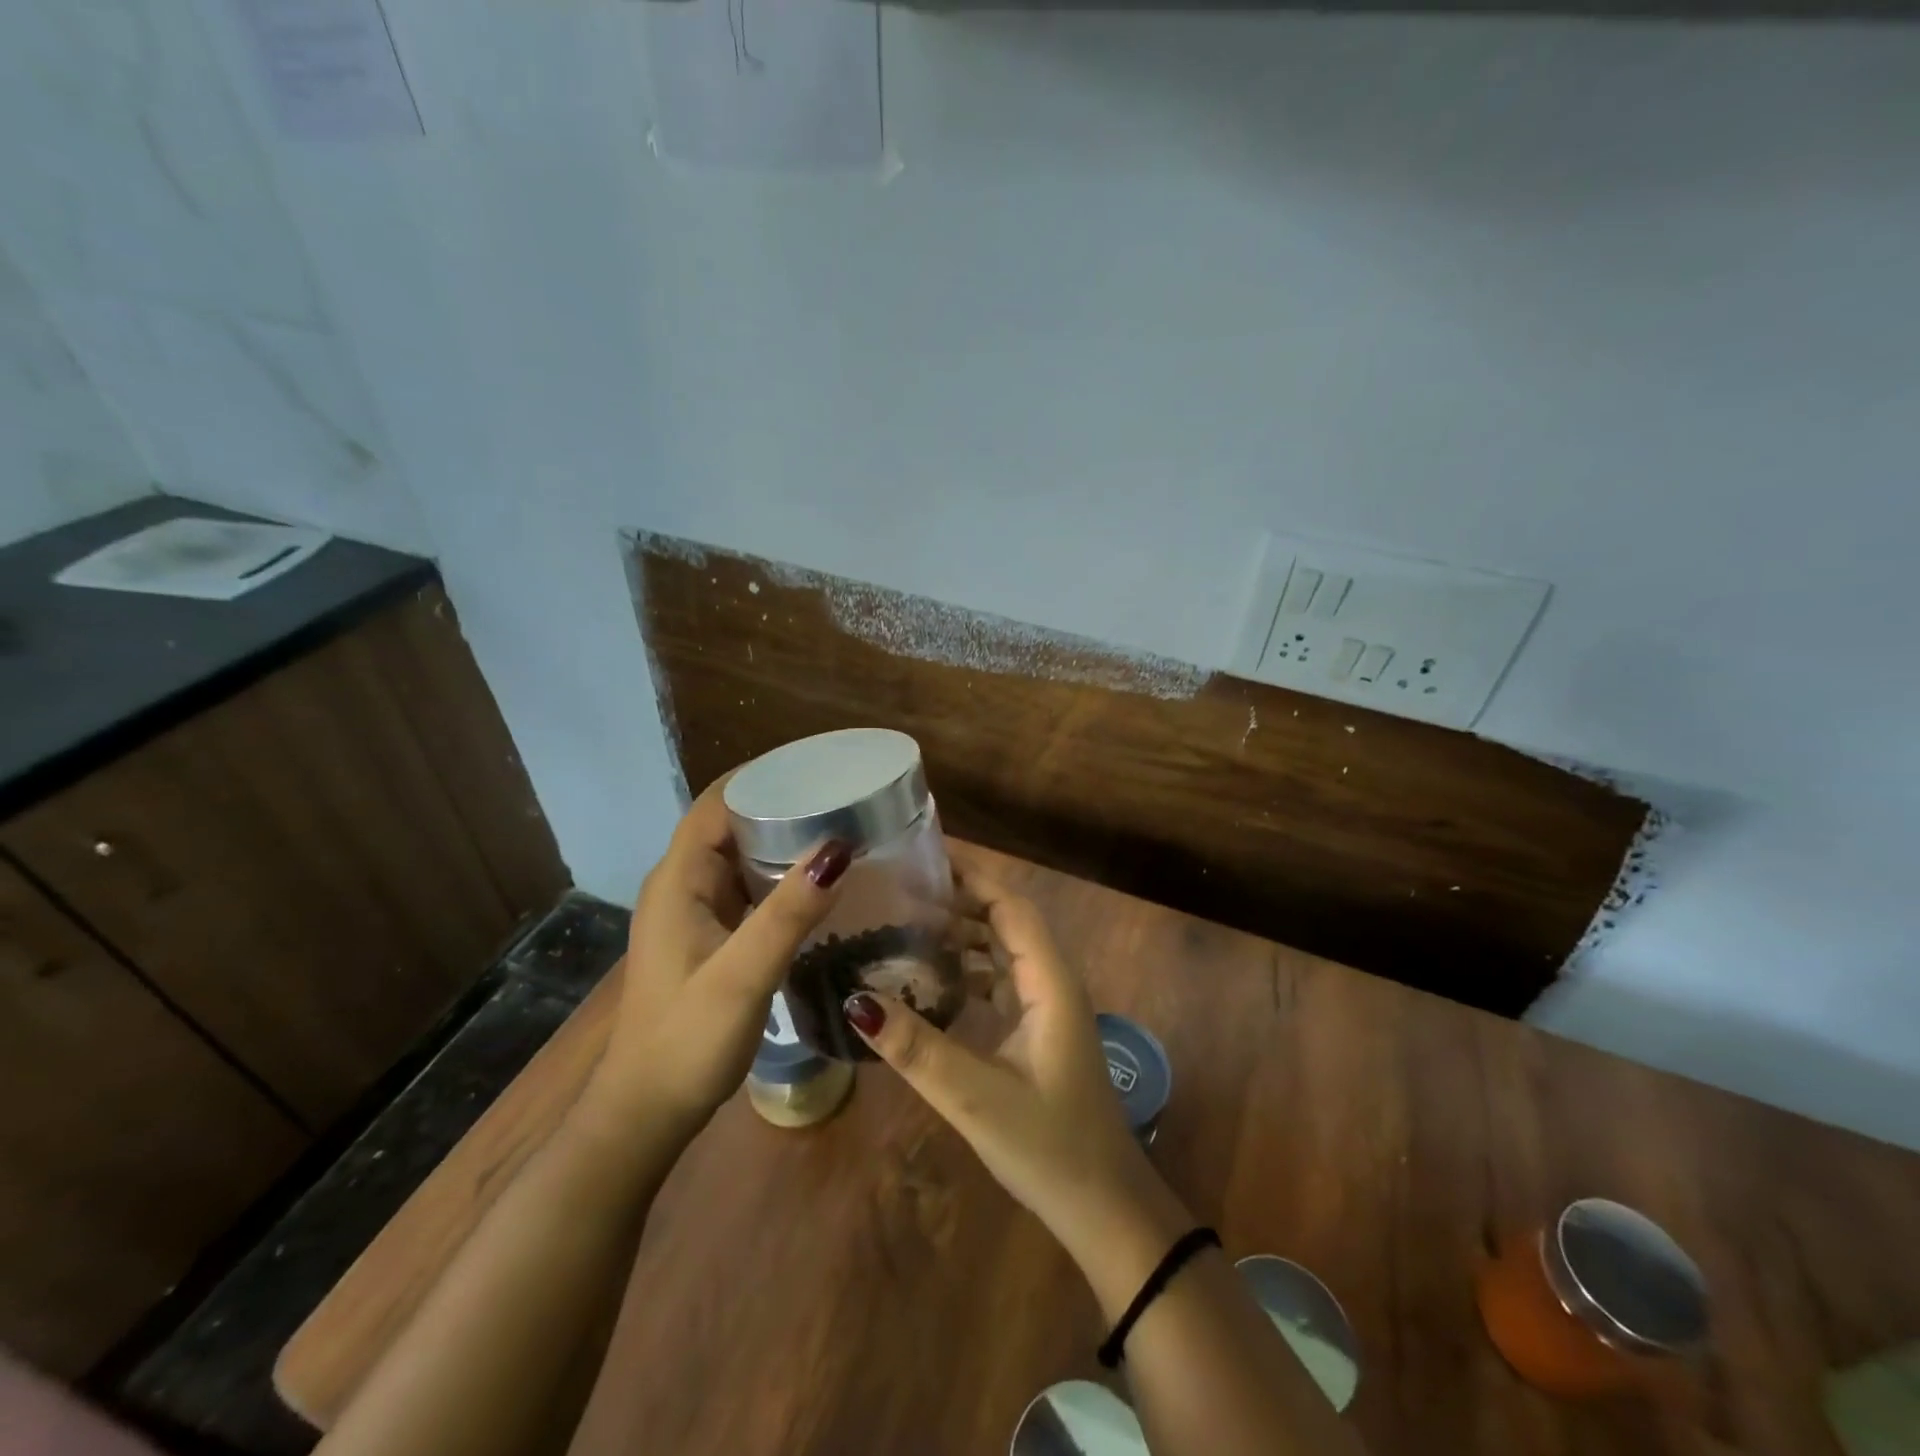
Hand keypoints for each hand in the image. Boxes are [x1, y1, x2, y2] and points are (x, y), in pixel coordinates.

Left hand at [594, 778, 850, 1132]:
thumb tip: (838, 848)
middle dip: (783, 802)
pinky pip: (748, 887)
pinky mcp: (710, 935)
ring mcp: (695, 911)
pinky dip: (780, 874)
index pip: (719, 801)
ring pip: (742, 855)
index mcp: (679, 879)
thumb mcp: (741, 977)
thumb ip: (788, 914)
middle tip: (845, 797)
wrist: (646, 1112)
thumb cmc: (685, 1042)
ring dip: (784, 838)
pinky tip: (819, 883)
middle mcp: (683, 884)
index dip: (763, 775)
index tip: (819, 766)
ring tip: (842, 828)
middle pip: (732, 821)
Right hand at [842, 847, 1187, 1289]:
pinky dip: (970, 970)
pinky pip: (1003, 981)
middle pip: (1006, 921)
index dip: (971, 876)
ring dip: (964, 935)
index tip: (923, 857)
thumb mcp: (975, 1097)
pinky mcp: (1041, 1032)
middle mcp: (1053, 983)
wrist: (1104, 1209)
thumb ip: (917, 1049)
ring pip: (1004, 951)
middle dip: (959, 900)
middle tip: (901, 891)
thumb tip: (855, 999)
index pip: (1010, 906)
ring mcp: (1049, 1008)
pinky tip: (933, 982)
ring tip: (908, 926)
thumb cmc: (1049, 1147)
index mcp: (1050, 982)